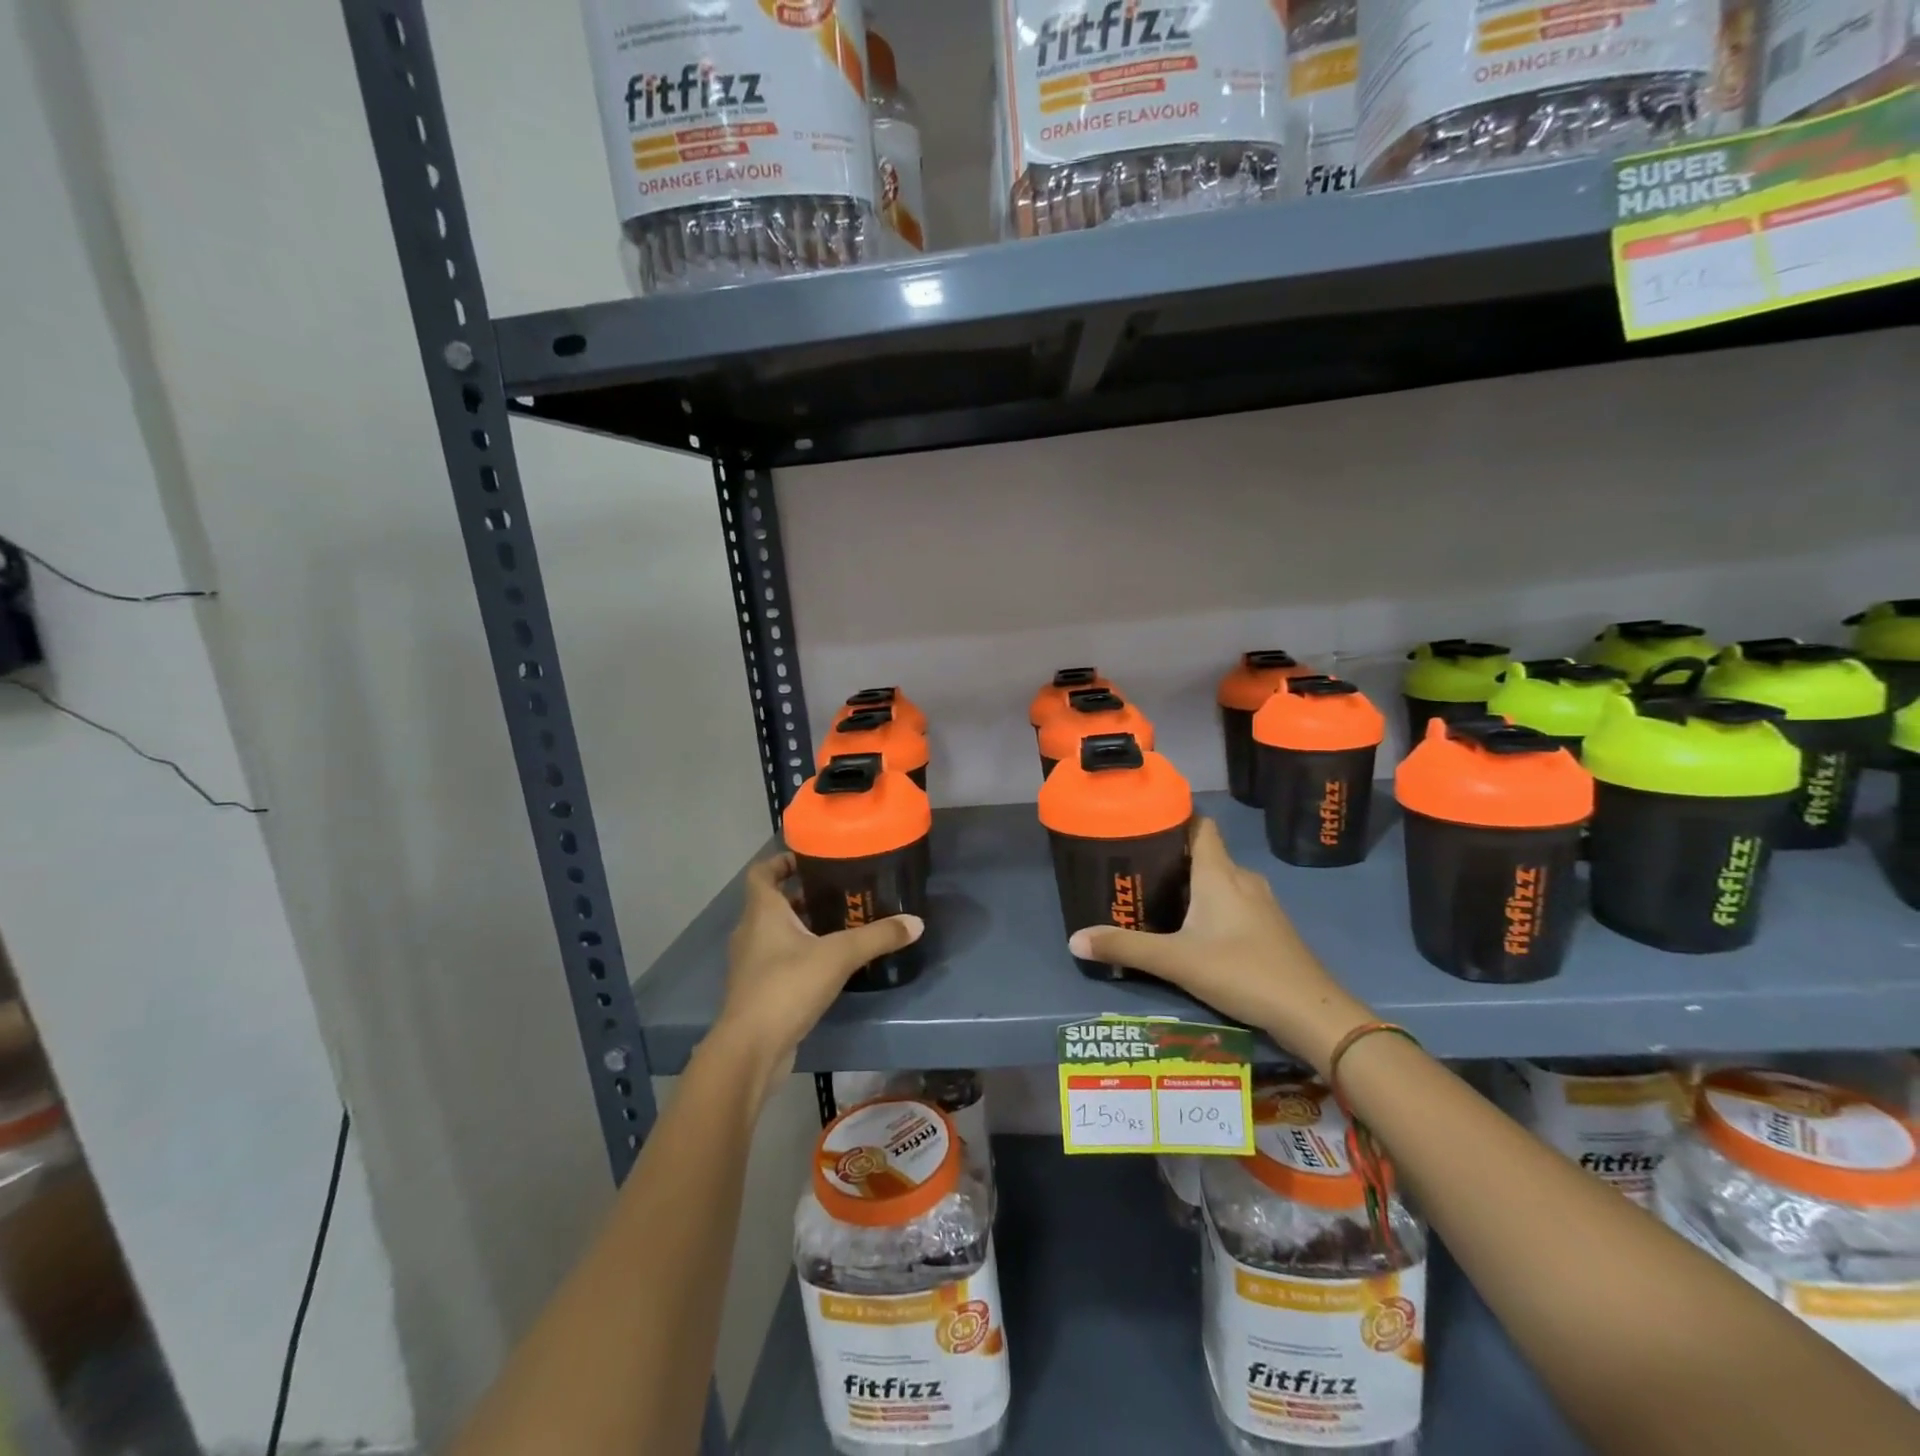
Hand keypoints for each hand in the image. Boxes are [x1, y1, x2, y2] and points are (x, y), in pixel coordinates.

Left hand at [711, 852, 923, 1091]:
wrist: (751, 1049)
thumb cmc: (787, 986)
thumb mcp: (839, 956)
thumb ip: (877, 937)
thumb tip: (915, 922)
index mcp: (762, 912)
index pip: (761, 873)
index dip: (781, 861)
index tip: (809, 858)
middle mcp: (750, 932)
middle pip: (771, 902)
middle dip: (802, 895)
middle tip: (838, 891)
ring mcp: (750, 964)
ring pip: (775, 933)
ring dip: (801, 926)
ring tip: (839, 925)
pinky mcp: (757, 991)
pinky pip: (778, 960)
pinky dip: (799, 954)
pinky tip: (828, 964)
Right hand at [1067, 818, 1371, 1072]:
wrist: (1312, 1013)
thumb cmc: (1242, 972)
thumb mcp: (1176, 961)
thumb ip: (1125, 948)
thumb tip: (1074, 940)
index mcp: (1219, 873)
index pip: (1199, 825)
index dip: (1174, 819)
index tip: (1143, 825)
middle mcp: (1242, 879)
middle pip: (1206, 853)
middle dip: (1173, 857)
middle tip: (1136, 869)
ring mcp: (1262, 904)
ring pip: (1221, 880)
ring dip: (1193, 884)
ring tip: (1158, 898)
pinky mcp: (1271, 928)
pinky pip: (1235, 902)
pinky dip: (1212, 906)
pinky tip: (1194, 930)